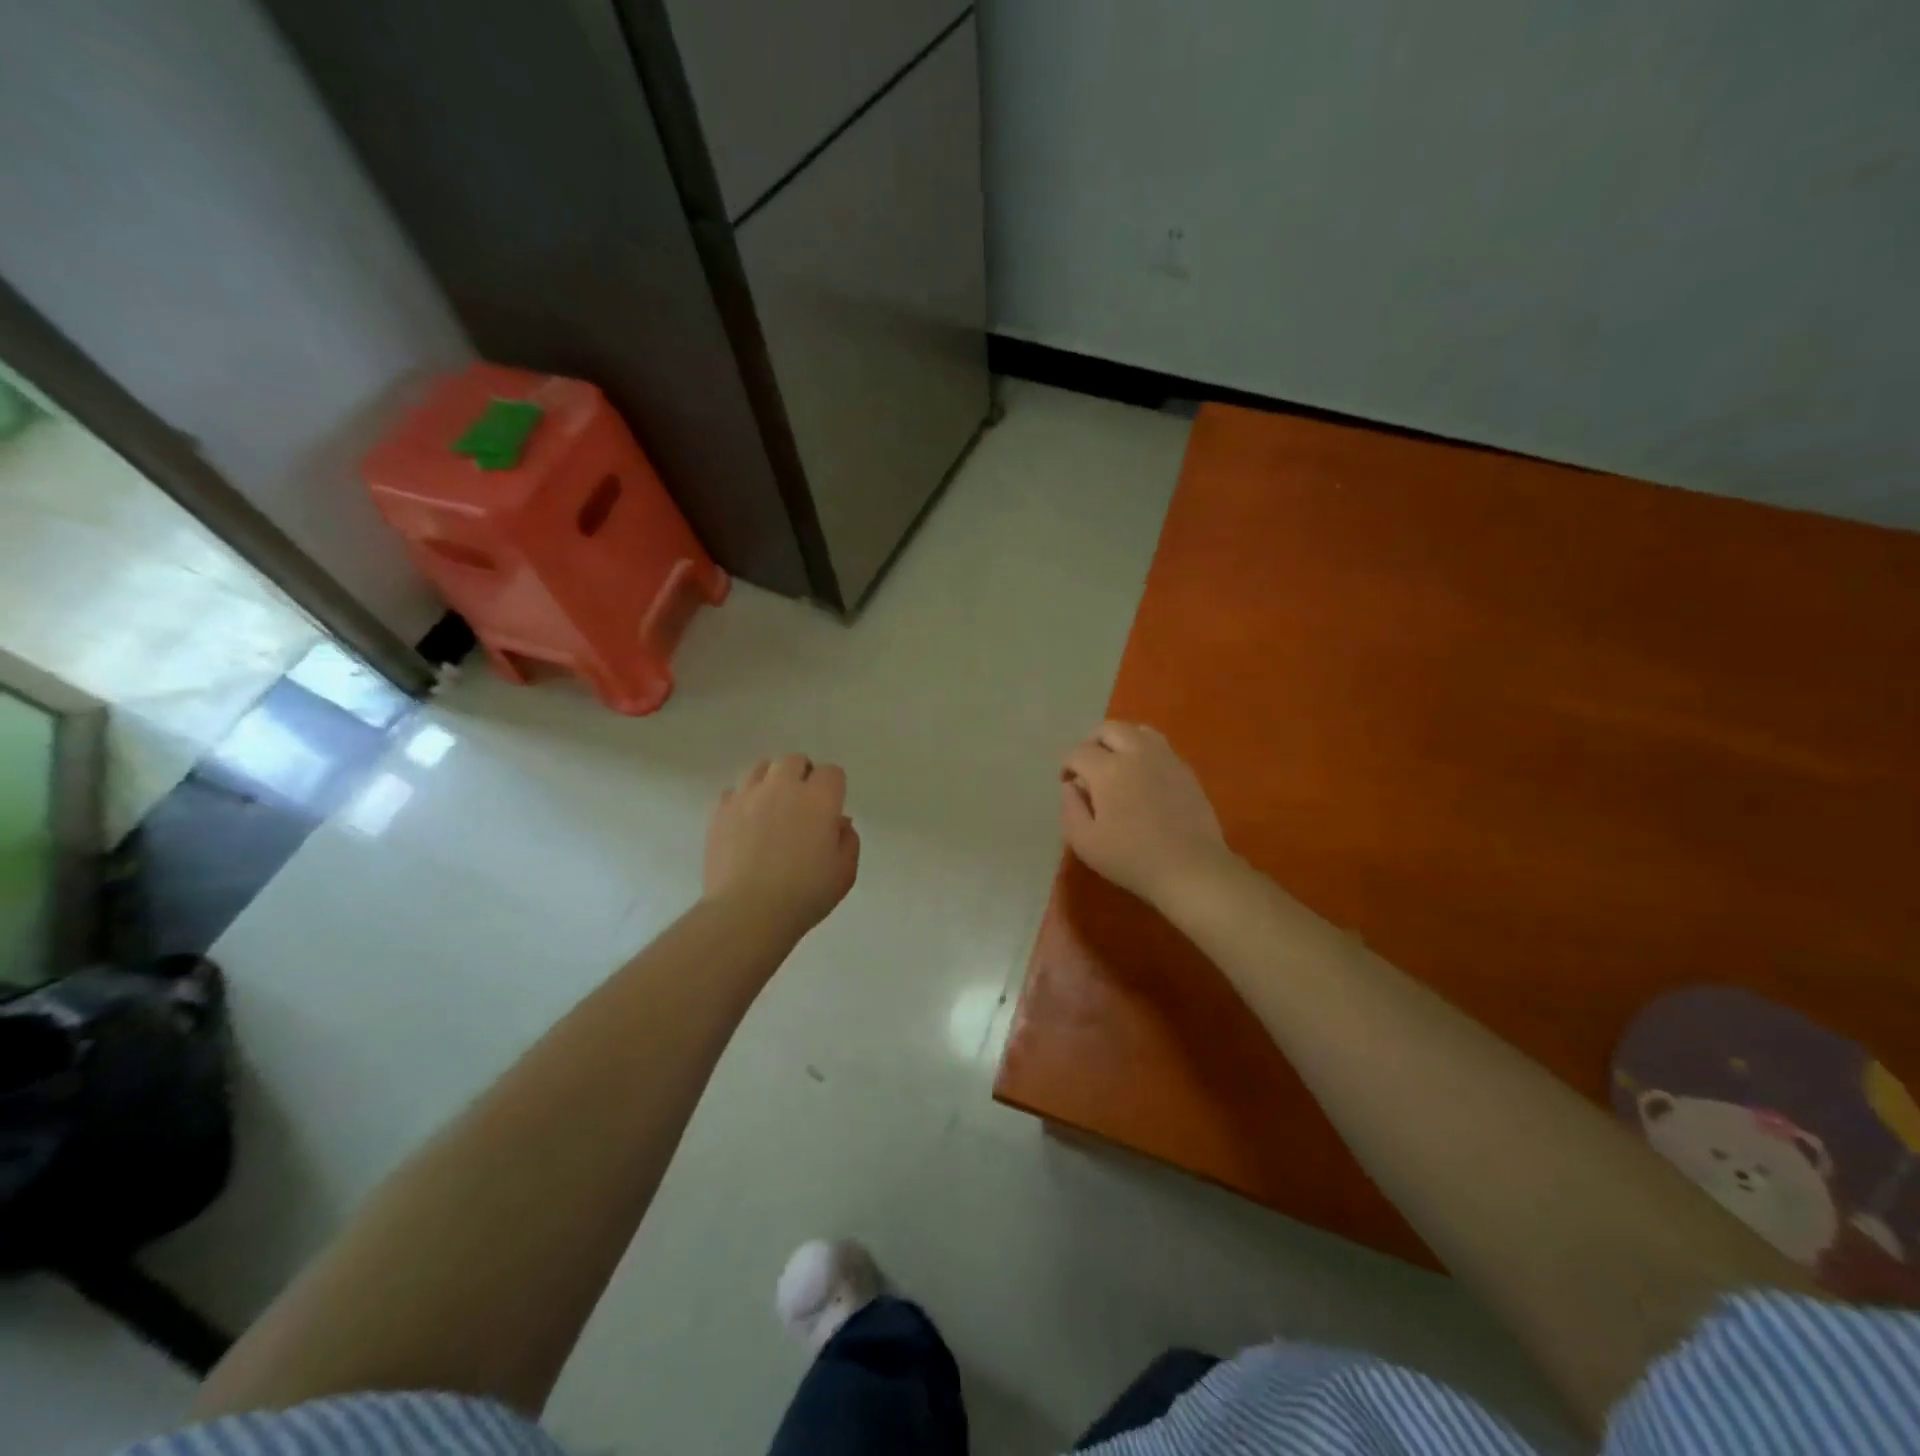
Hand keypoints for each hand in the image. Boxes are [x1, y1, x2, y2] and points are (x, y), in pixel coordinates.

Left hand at [704, 754, 859, 937]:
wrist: (747, 912)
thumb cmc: (805, 895)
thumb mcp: (844, 873)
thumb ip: (848, 841)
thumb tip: (838, 822)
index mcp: (819, 799)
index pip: (831, 772)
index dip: (833, 788)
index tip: (830, 810)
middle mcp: (783, 787)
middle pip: (793, 761)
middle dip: (801, 775)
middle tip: (802, 804)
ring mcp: (747, 796)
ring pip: (760, 768)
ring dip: (771, 781)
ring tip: (771, 807)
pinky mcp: (720, 811)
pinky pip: (734, 792)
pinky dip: (744, 801)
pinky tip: (746, 824)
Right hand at [1061, 722, 1234, 908]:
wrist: (1190, 868)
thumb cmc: (1131, 859)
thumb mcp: (1085, 842)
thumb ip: (1070, 809)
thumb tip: (1071, 786)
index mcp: (1107, 770)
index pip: (1078, 752)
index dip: (1067, 765)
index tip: (1068, 783)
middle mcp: (1136, 753)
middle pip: (1108, 729)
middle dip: (1091, 743)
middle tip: (1088, 768)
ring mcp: (1165, 758)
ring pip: (1137, 730)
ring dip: (1120, 741)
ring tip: (1116, 764)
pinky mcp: (1185, 769)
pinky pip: (1159, 746)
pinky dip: (1143, 751)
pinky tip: (1143, 777)